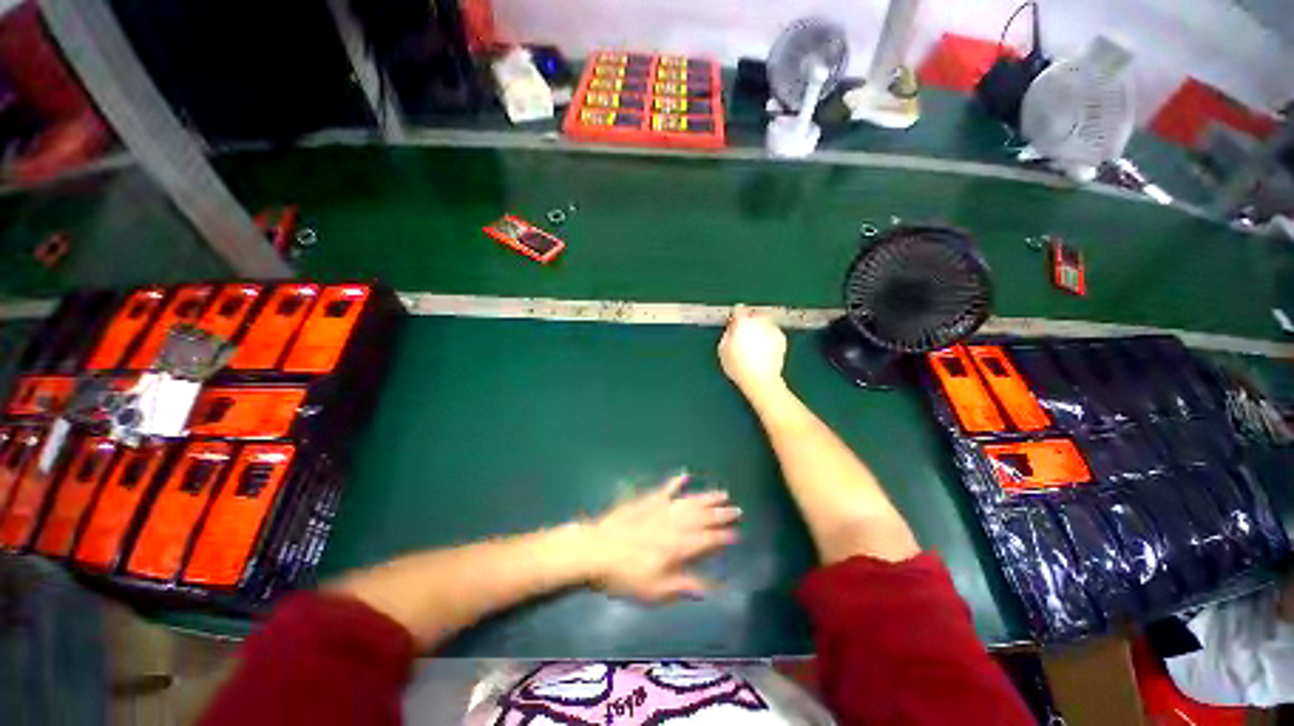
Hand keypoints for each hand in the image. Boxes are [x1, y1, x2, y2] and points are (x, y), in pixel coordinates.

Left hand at [584, 473, 740, 602]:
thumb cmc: (625, 575)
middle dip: (721, 514)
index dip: (723, 537)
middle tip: (737, 510)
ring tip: (723, 493)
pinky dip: (676, 482)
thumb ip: (682, 586)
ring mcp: (661, 509)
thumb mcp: (654, 590)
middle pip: (703, 517)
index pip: (707, 540)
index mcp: (678, 547)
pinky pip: (665, 489)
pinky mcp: (647, 500)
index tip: (737, 533)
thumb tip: (707, 589)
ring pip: (690, 501)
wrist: (598, 550)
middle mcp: (674, 524)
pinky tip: (685, 475)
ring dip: (707, 497)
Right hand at [718, 305, 787, 396]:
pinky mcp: (781, 338)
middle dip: (749, 321)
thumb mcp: (723, 349)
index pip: (738, 310)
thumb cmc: (738, 366)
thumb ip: (727, 334)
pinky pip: (772, 333)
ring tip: (753, 344)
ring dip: (759, 328)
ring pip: (764, 323)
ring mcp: (772, 329)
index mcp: (743, 323)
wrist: (760, 379)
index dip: (735, 315)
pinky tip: (762, 349)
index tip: (733, 321)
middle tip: (743, 334)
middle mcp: (759, 322)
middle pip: (753, 315)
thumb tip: (732, 328)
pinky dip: (768, 337)